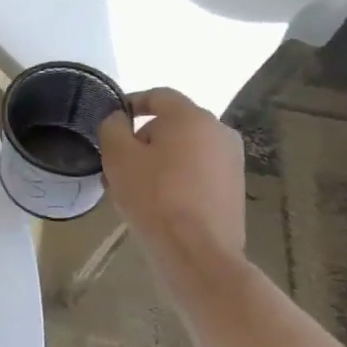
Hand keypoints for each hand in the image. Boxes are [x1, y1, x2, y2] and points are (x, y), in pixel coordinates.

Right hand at [98, 88, 245, 260]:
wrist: (196, 251)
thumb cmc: (153, 195)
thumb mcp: (117, 155)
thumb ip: (112, 127)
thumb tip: (119, 120)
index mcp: (192, 117)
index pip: (158, 96)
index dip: (131, 103)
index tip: (112, 122)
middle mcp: (219, 132)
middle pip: (173, 124)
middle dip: (143, 137)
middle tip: (118, 161)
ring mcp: (231, 162)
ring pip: (185, 150)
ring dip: (159, 159)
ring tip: (132, 186)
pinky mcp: (234, 189)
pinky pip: (198, 171)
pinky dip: (176, 177)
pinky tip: (156, 201)